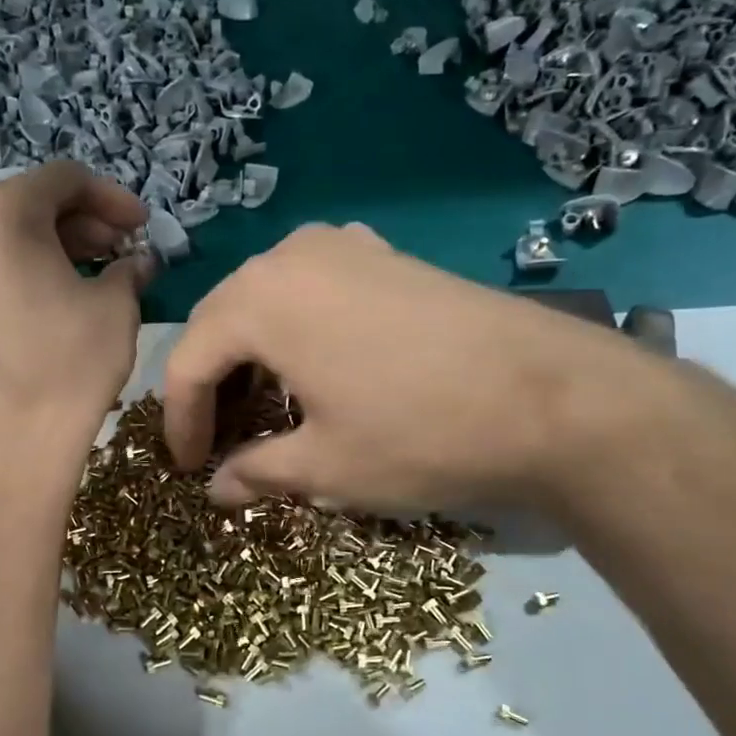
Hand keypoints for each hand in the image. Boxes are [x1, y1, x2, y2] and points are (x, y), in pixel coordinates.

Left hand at [0, 161, 151, 456]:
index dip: (112, 197)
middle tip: (125, 249)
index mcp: (1, 212)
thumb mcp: (117, 305)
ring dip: (61, 243)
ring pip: (12, 232)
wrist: (15, 437)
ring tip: (102, 272)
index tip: (143, 225)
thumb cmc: (72, 362)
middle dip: (86, 221)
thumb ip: (129, 267)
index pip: (65, 179)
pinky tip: (65, 292)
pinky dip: (31, 265)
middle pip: (34, 201)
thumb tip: (138, 261)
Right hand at [163, 222, 719, 514]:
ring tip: (265, 406)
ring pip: (267, 300)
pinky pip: (315, 287)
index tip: (189, 469)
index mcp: (260, 300)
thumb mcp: (326, 466)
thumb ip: (256, 472)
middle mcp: (291, 255)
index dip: (181, 422)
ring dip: (253, 354)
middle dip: (213, 385)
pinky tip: (316, 363)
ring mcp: (345, 245)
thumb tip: (218, 490)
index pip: (190, 361)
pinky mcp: (387, 255)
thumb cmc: (420, 434)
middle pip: (223, 322)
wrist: (554, 397)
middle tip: (220, 441)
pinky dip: (297, 328)